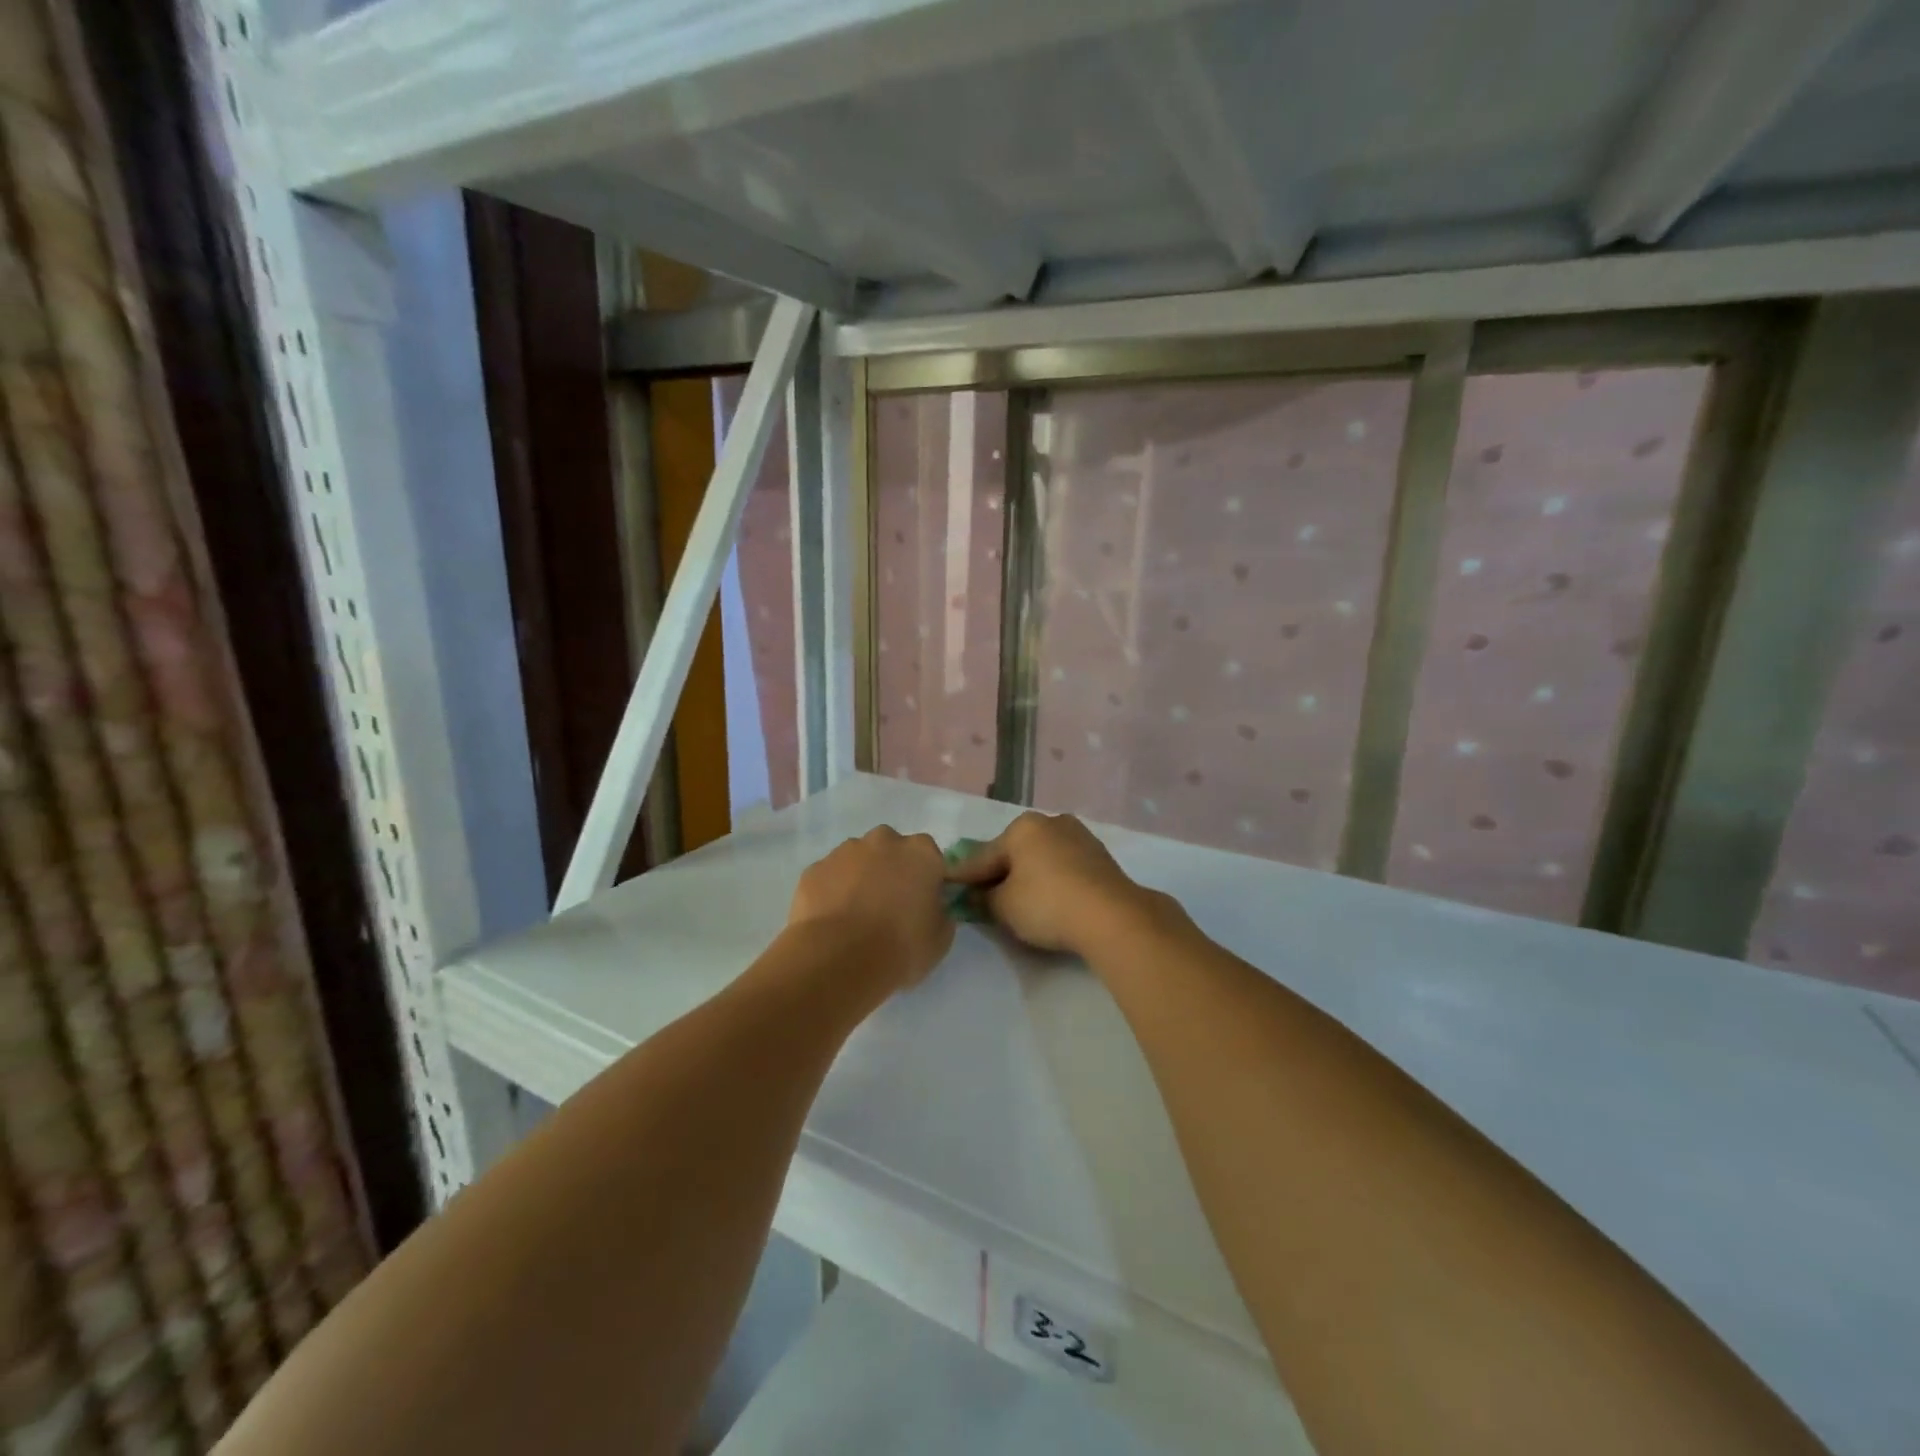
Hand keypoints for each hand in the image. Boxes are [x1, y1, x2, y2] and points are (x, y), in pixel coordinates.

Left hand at [787, 826, 954, 993]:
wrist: (839, 959)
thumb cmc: (901, 947)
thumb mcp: (941, 938)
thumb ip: (940, 912)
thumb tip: (930, 907)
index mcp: (921, 852)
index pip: (929, 859)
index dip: (925, 881)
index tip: (920, 906)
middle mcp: (884, 840)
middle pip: (891, 850)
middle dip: (890, 871)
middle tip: (888, 908)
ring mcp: (845, 851)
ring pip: (857, 860)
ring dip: (860, 879)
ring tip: (856, 918)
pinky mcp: (815, 868)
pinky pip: (830, 877)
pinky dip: (832, 892)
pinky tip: (832, 921)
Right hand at [947, 811, 1164, 959]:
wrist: (1112, 916)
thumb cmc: (1047, 904)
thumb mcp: (1003, 906)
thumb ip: (984, 897)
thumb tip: (977, 893)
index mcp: (1022, 827)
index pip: (984, 856)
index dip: (964, 875)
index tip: (947, 884)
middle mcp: (1051, 822)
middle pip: (1014, 853)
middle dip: (999, 874)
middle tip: (984, 897)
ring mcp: (1080, 837)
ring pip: (1041, 859)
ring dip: (1028, 877)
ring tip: (1017, 901)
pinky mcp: (1101, 858)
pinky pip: (1064, 868)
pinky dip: (1052, 881)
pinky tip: (1048, 899)